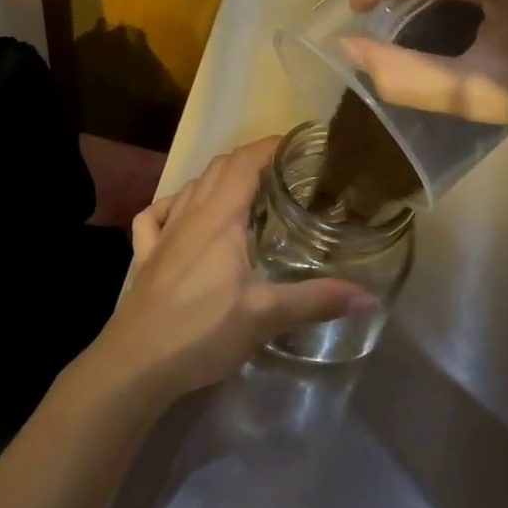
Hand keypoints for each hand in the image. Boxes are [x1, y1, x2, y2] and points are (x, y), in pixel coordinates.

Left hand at [89, 137, 378, 398]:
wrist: (137, 361)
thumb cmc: (202, 330)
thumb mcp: (266, 316)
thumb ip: (317, 300)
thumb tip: (371, 297)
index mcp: (220, 216)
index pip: (245, 162)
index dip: (270, 146)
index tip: (299, 145)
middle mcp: (189, 213)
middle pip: (219, 168)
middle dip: (251, 159)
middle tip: (284, 171)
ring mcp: (163, 233)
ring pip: (190, 187)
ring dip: (217, 179)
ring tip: (245, 190)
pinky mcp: (145, 255)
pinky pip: (155, 215)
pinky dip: (173, 205)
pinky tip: (180, 215)